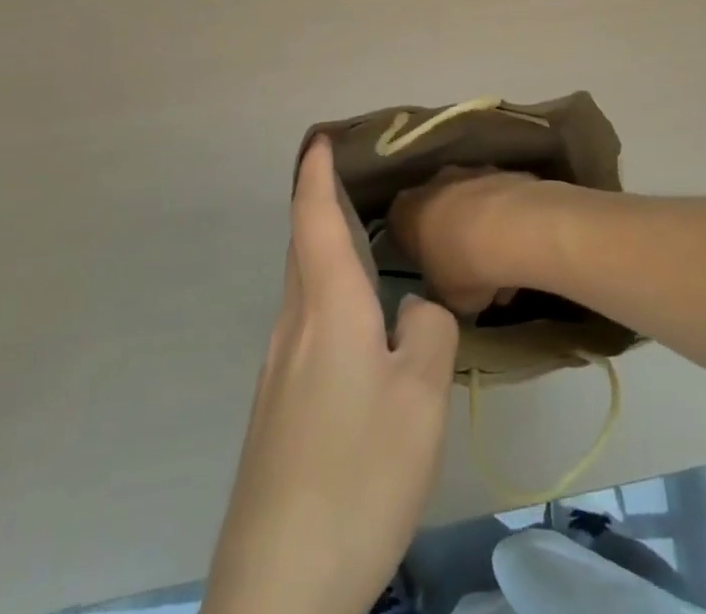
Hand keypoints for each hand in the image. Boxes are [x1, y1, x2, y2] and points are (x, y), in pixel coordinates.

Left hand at [201, 136, 459, 613]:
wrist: (278, 587)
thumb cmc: (357, 473)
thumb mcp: (421, 398)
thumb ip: (430, 332)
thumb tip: (414, 310)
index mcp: (327, 307)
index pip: (313, 217)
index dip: (315, 173)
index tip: (320, 138)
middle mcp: (293, 325)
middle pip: (303, 247)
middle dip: (320, 205)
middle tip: (353, 180)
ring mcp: (277, 370)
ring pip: (303, 288)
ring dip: (324, 252)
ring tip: (363, 243)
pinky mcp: (276, 408)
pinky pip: (304, 324)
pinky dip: (326, 296)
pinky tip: (355, 327)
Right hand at [388, 167, 543, 316]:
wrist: (513, 229)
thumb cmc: (463, 267)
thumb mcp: (442, 298)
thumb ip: (439, 291)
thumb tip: (445, 290)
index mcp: (406, 212)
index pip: (399, 227)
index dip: (414, 249)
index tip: (428, 269)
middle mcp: (434, 183)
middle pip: (438, 211)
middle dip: (451, 237)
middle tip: (466, 271)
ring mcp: (471, 173)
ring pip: (472, 205)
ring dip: (482, 231)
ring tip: (504, 272)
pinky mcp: (504, 173)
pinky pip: (500, 203)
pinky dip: (507, 223)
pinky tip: (523, 253)